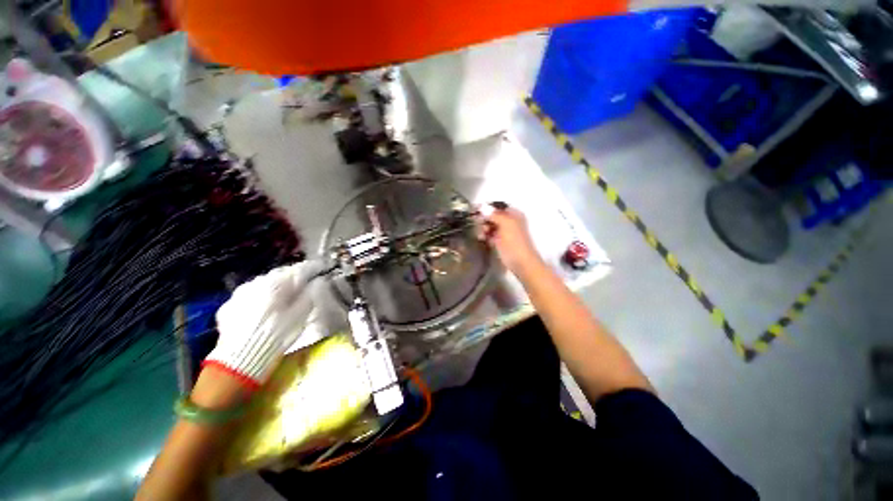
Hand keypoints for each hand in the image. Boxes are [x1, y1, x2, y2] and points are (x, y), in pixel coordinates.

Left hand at [203, 260, 323, 388]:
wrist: (239, 360)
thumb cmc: (277, 335)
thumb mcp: (301, 315)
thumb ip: (310, 294)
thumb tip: (317, 282)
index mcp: (277, 282)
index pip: (300, 270)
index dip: (313, 268)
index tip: (322, 268)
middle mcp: (257, 282)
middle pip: (280, 275)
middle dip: (292, 278)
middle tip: (304, 283)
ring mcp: (239, 294)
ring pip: (263, 284)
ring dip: (274, 287)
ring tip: (282, 296)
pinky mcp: (228, 306)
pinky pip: (249, 296)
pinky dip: (259, 298)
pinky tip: (262, 309)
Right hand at [481, 204, 544, 275]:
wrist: (521, 263)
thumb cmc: (515, 242)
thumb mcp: (506, 224)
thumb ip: (494, 214)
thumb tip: (481, 206)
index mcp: (513, 214)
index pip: (497, 206)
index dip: (486, 208)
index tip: (475, 211)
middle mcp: (509, 221)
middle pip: (491, 216)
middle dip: (483, 219)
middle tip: (478, 224)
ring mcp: (504, 232)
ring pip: (489, 226)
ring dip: (482, 228)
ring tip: (481, 234)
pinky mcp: (499, 242)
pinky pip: (489, 235)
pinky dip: (485, 235)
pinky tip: (481, 238)